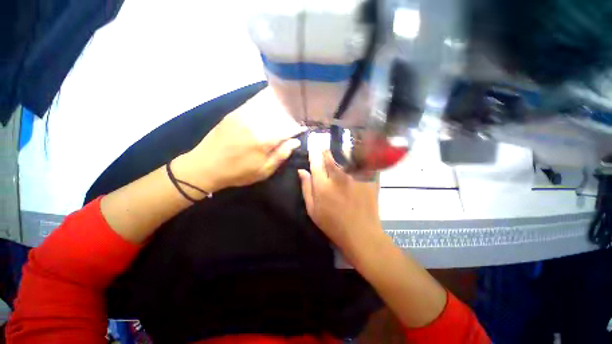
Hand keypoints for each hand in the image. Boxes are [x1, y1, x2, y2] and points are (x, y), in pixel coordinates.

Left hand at [175, 89, 304, 193]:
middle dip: (292, 113)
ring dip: (281, 103)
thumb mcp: (263, 171)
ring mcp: (244, 115)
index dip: (298, 127)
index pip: (288, 128)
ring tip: (289, 104)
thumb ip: (281, 155)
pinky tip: (272, 98)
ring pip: (268, 104)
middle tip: (299, 114)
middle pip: (280, 113)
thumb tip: (295, 142)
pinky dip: (266, 99)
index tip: (305, 127)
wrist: (204, 166)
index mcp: (264, 140)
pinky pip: (254, 102)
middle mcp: (256, 123)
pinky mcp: (235, 112)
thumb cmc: (237, 173)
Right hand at [298, 149, 382, 252]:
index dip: (313, 153)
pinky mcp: (368, 178)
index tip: (313, 147)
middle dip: (326, 151)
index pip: (315, 162)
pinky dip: (358, 155)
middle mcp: (338, 176)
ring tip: (339, 148)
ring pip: (346, 155)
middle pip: (330, 156)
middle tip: (325, 149)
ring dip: (340, 150)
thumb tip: (301, 171)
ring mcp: (355, 176)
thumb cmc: (333, 224)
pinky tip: (358, 154)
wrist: (361, 233)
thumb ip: (306, 188)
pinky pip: (362, 161)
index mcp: (322, 185)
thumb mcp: (313, 210)